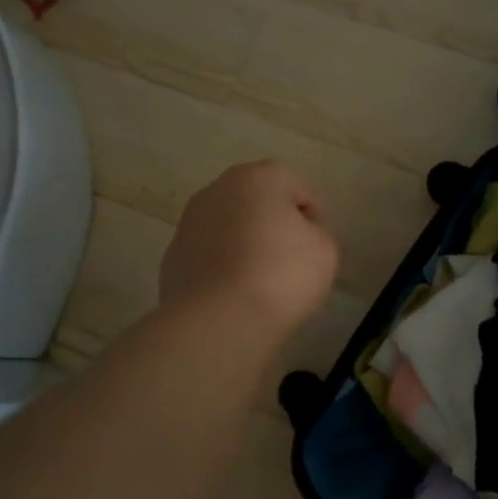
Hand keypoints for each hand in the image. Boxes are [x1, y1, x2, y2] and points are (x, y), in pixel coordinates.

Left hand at [160, 161, 338, 343]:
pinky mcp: (172, 257)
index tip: (315, 249)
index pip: (297, 187)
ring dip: (245, 244)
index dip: (313, 218)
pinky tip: (234, 295)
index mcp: (257, 177)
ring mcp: (189, 223)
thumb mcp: (325, 250)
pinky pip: (209, 256)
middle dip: (273, 226)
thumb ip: (316, 232)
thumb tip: (295, 235)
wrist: (217, 321)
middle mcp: (217, 190)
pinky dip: (222, 268)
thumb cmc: (280, 274)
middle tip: (290, 262)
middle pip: (257, 202)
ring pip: (229, 227)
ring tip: (260, 282)